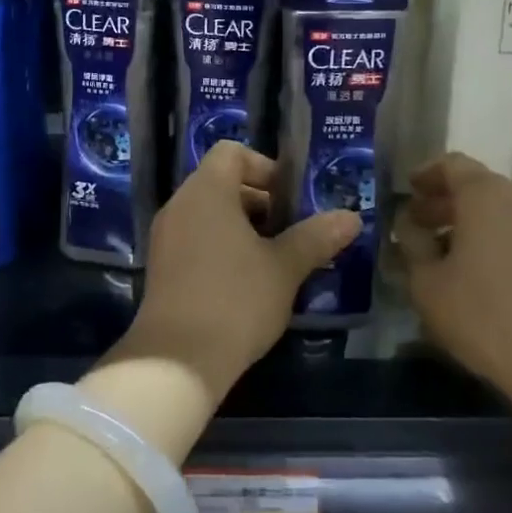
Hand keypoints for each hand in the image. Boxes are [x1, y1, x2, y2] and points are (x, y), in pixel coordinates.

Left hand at [125, 142, 359, 400]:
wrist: (176, 360)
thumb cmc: (235, 300)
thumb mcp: (284, 268)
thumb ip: (316, 237)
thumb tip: (351, 217)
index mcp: (207, 190)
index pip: (232, 152)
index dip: (265, 167)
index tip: (291, 200)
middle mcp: (180, 203)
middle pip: (221, 181)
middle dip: (259, 201)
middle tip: (291, 232)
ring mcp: (165, 235)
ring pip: (208, 212)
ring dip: (241, 226)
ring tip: (273, 261)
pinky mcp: (160, 265)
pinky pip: (193, 237)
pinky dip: (219, 246)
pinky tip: (244, 283)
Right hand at [399, 153, 511, 410]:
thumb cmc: (483, 314)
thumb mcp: (427, 281)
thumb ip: (412, 243)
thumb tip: (409, 225)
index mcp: (485, 194)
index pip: (451, 164)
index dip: (425, 175)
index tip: (407, 191)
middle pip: (477, 186)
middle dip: (445, 201)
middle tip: (419, 223)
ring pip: (500, 210)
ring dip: (470, 222)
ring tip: (445, 249)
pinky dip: (494, 238)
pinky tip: (478, 270)